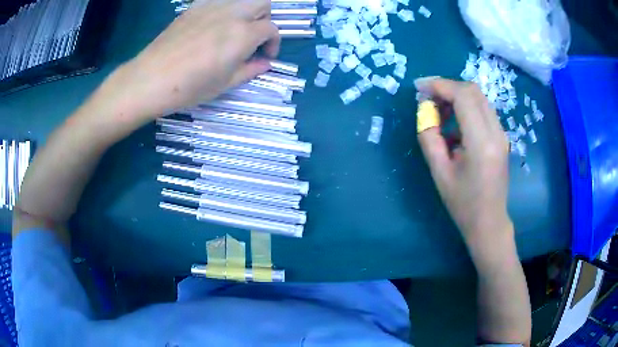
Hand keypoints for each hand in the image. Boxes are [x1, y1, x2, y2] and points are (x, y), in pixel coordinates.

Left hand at [109, 0, 279, 122]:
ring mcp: (212, 6)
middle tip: (252, 37)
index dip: (273, 43)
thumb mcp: (225, 84)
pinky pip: (219, 0)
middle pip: (263, 3)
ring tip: (233, 29)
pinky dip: (225, 8)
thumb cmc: (189, 87)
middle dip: (264, 19)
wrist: (151, 78)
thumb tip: (264, 63)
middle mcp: (232, 14)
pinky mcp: (195, 7)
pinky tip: (213, 24)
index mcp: (243, 35)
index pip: (272, 29)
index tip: (264, 56)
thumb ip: (250, 70)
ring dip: (246, 11)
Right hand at [415, 77, 512, 243]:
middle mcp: (496, 132)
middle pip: (473, 91)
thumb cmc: (463, 203)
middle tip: (427, 97)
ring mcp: (501, 133)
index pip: (463, 96)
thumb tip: (424, 110)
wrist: (489, 221)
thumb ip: (429, 137)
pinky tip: (453, 122)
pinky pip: (483, 110)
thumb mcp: (439, 172)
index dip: (440, 86)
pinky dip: (466, 107)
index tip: (420, 88)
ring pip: (479, 98)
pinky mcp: (501, 136)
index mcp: (482, 143)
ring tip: (438, 110)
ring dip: (456, 96)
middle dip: (447, 87)